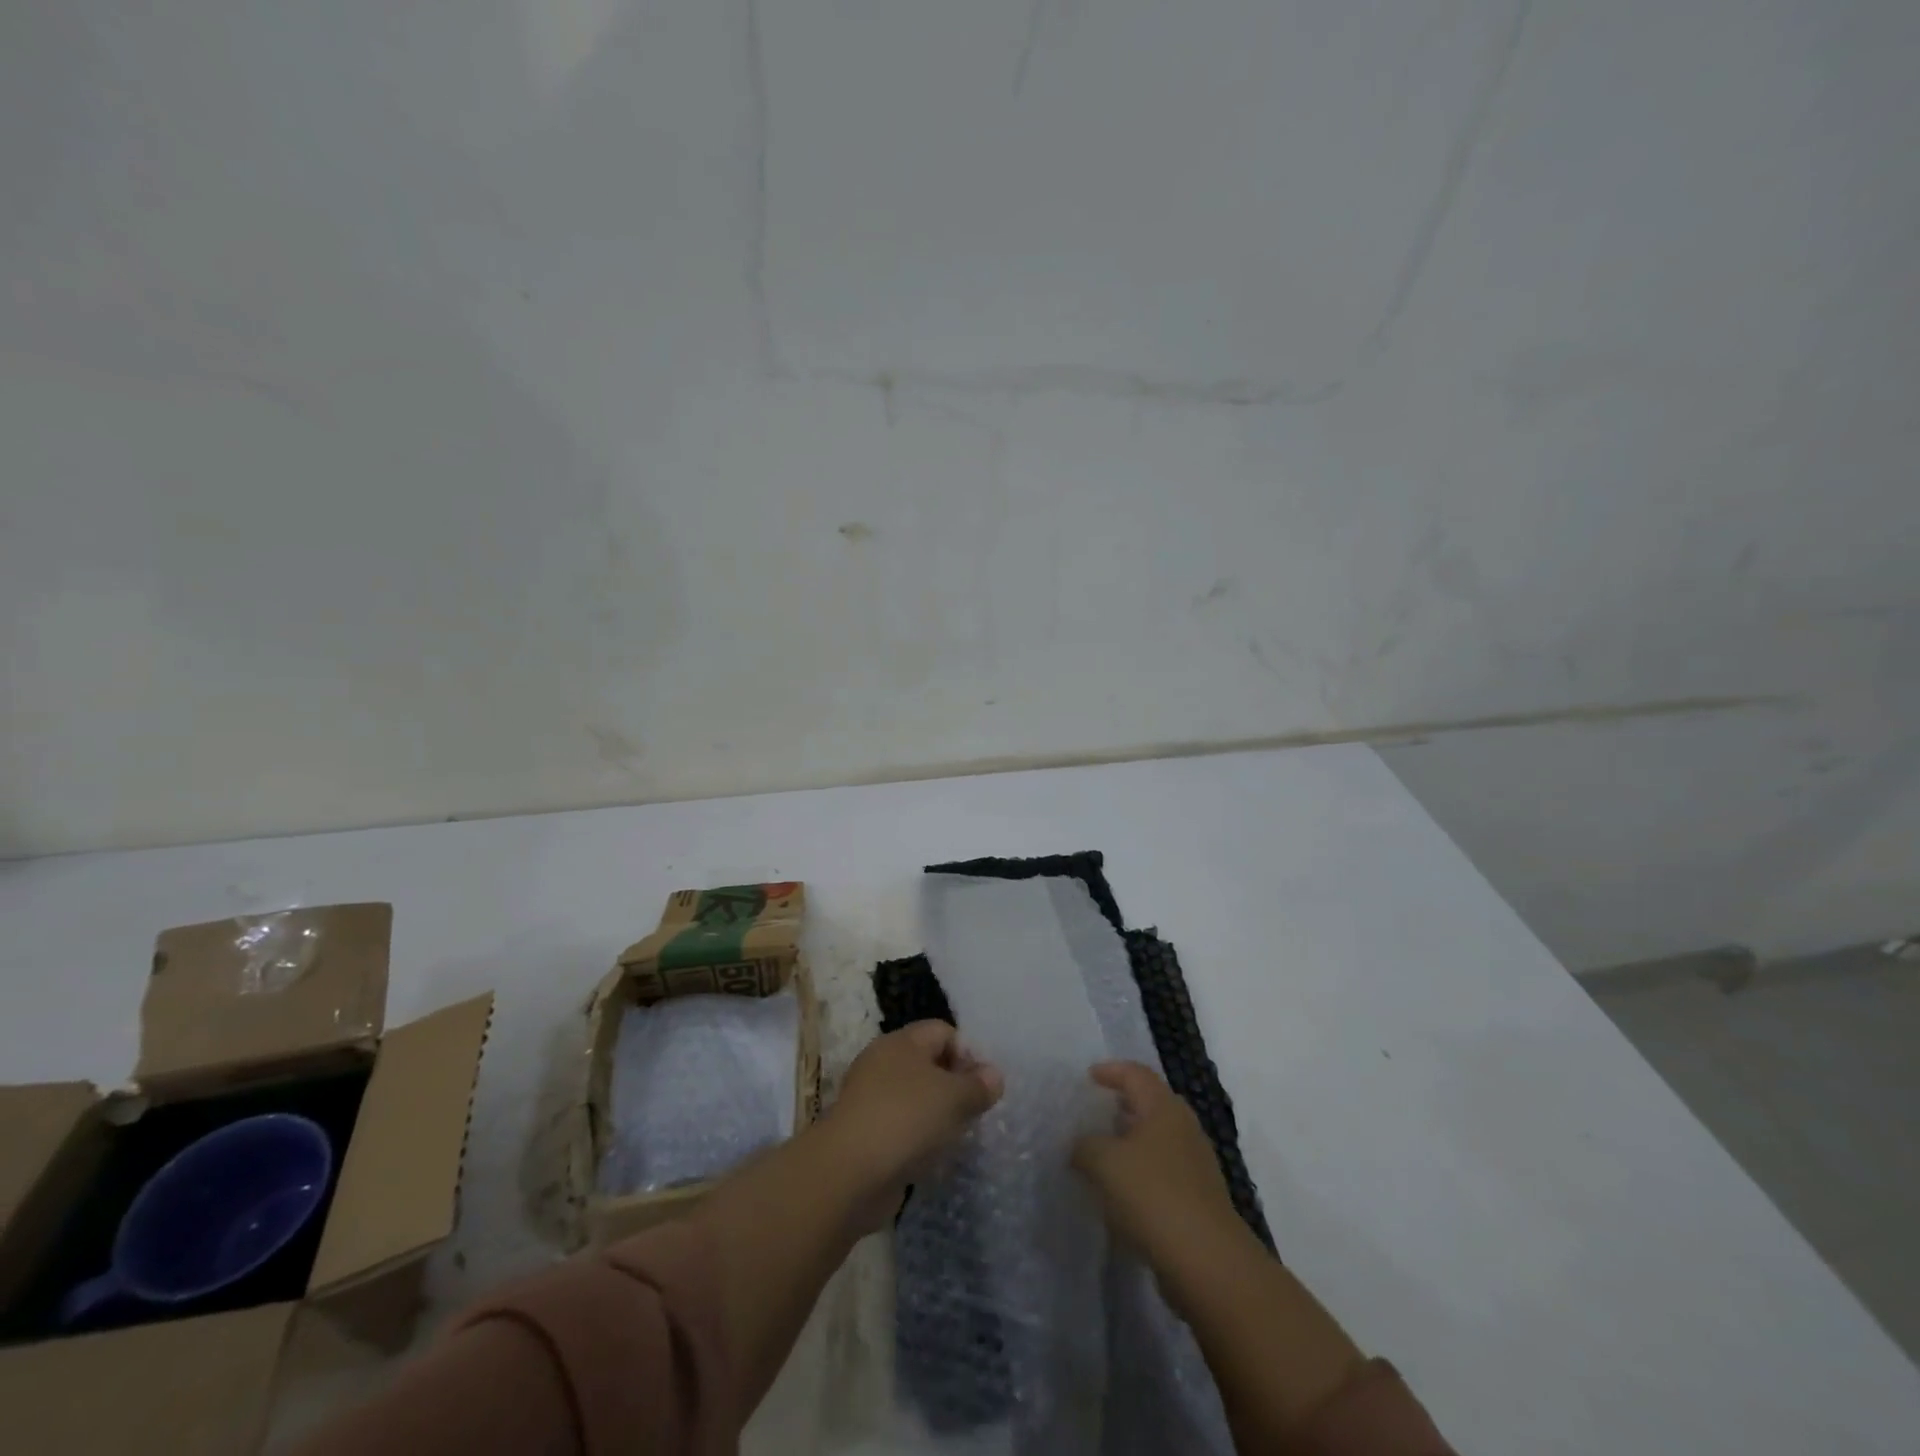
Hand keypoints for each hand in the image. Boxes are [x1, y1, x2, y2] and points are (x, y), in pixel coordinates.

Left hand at [821, 1021, 1002, 1230]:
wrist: (848, 1173)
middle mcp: (883, 1062)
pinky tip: (930, 1158)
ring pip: (915, 1097)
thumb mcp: (953, 1098)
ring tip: (955, 1137)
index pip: (943, 1031)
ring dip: (937, 1115)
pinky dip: (917, 1139)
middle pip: (929, 1063)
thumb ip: (978, 1085)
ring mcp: (870, 1098)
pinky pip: (901, 1126)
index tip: (983, 1086)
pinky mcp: (864, 1133)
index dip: (968, 1053)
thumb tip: (994, 1075)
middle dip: (954, 1086)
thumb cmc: (905, 1119)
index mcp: (902, 1042)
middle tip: (973, 1112)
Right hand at [1071, 1061, 1244, 1265]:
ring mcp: (1195, 1165)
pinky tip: (1119, 1194)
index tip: (1087, 1078)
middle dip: (1120, 1106)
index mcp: (1164, 1108)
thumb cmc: (1153, 1195)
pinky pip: (1161, 1173)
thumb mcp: (1104, 1162)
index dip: (1110, 1071)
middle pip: (1149, 1104)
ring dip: (1129, 1143)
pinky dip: (1139, 1174)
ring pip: (1156, 1141)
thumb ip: (1084, 1145)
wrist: (1207, 1263)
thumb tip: (1080, 1146)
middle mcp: (1184, 1128)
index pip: (1136, 1074)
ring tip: (1100, 1155)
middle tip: (1092, 1113)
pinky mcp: (1197, 1200)